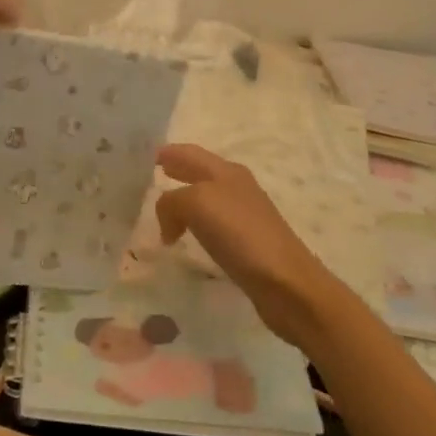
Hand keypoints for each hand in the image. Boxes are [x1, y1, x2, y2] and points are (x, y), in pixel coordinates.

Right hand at [154, 144, 347, 350]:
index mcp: (227, 172)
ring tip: (165, 211)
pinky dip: (195, 225)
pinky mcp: (247, 244)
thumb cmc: (241, 234)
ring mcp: (245, 216)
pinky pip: (212, 226)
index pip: (192, 153)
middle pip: (201, 173)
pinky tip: (188, 236)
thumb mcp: (197, 204)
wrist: (285, 282)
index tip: (150, 156)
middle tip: (154, 175)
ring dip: (185, 201)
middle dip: (178, 172)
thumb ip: (172, 202)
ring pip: (206, 200)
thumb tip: (168, 223)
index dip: (171, 153)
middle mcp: (237, 188)